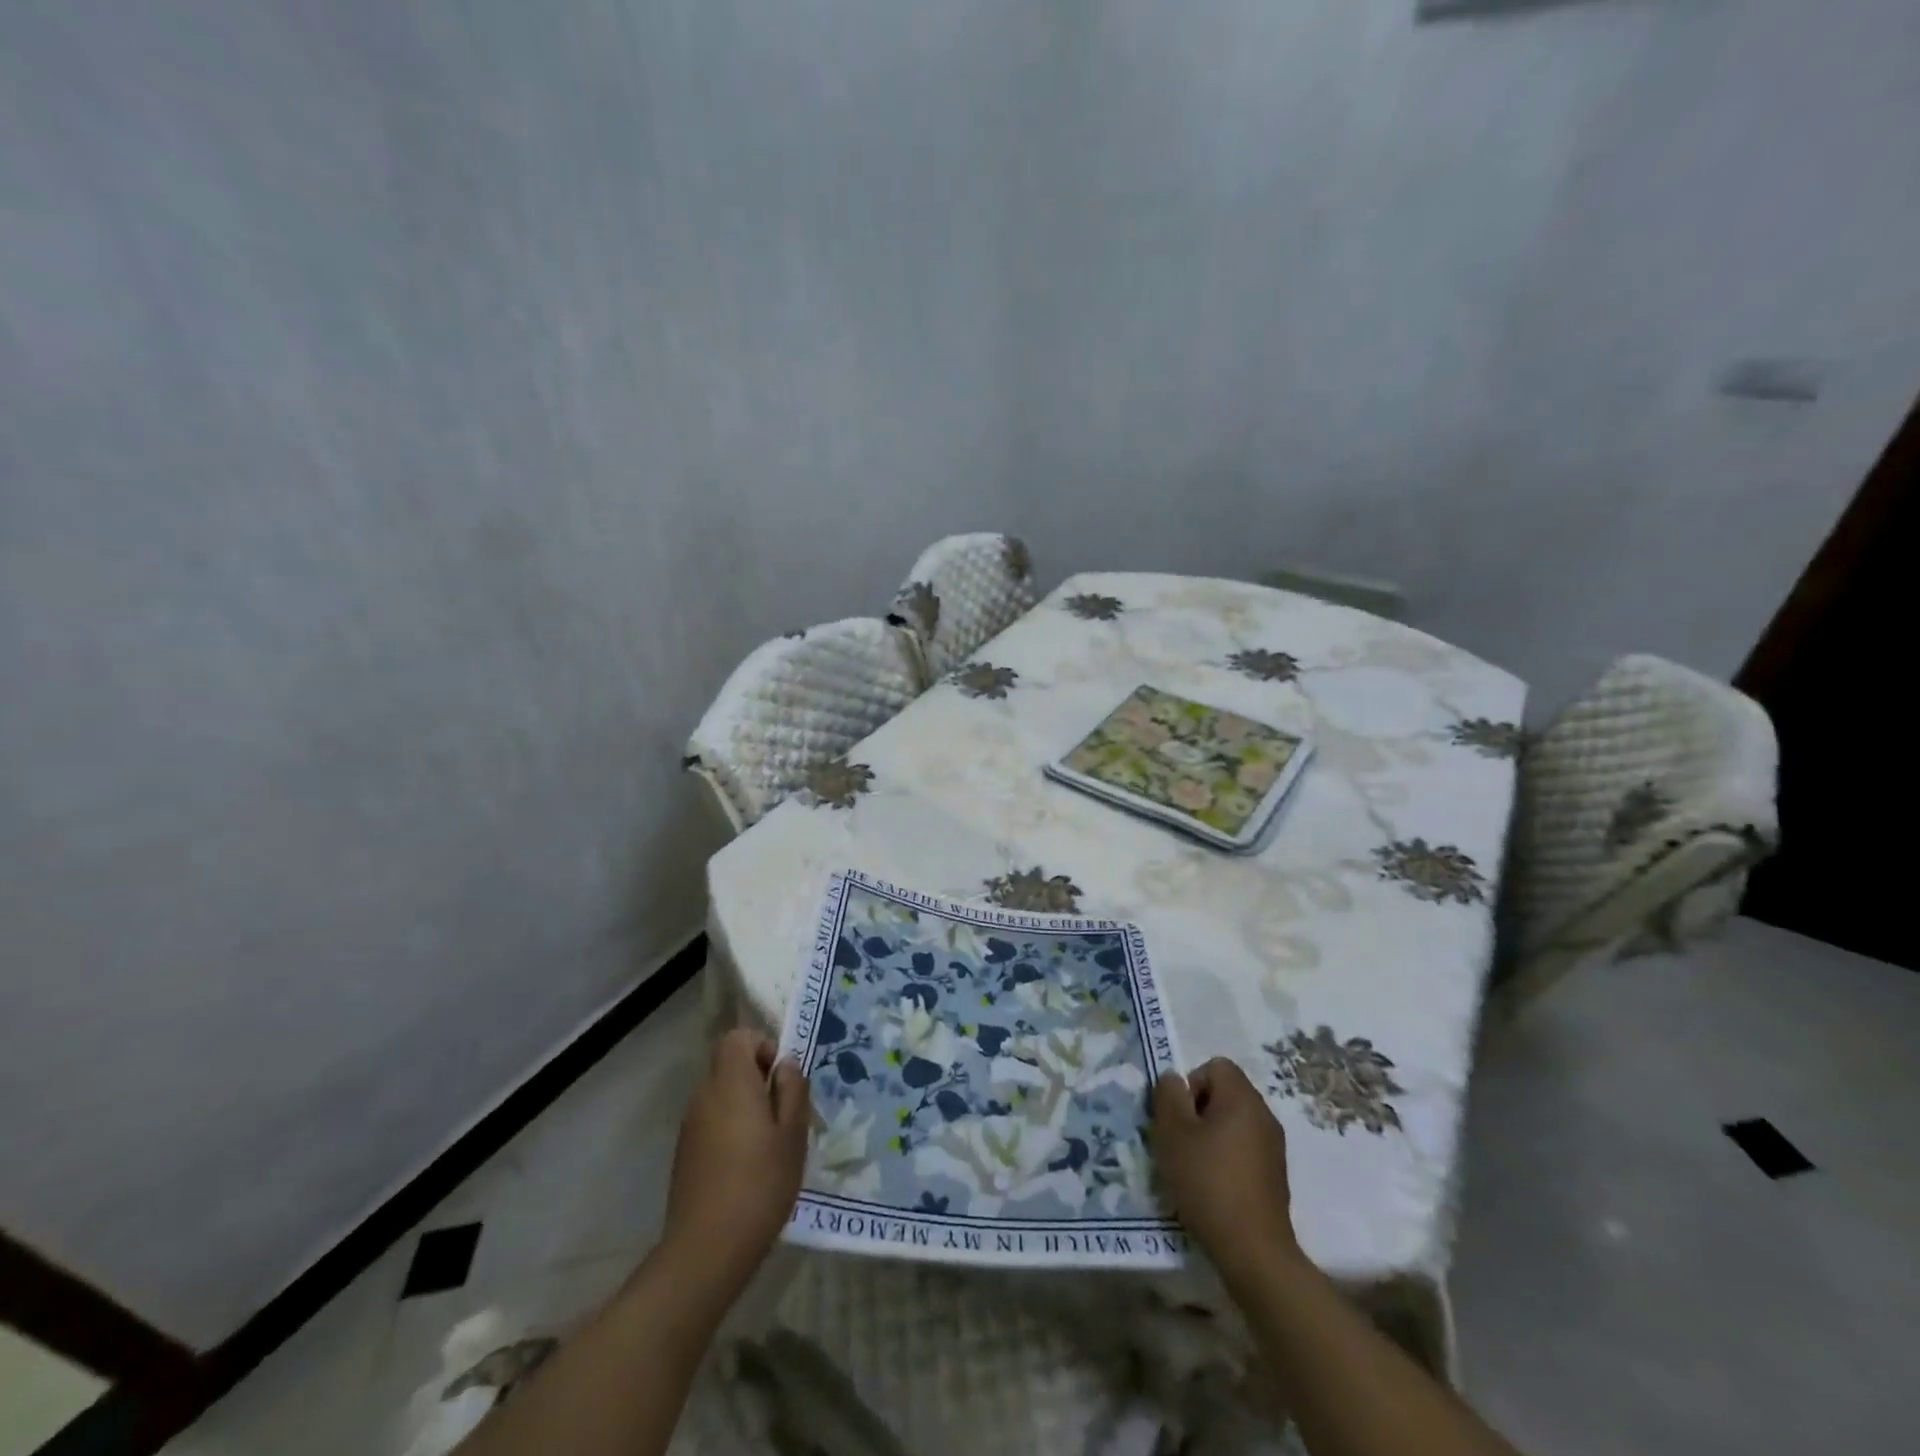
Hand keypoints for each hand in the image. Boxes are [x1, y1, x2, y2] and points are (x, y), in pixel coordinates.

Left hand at [661, 1029, 809, 1297]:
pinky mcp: (684, 1152)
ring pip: (720, 1095)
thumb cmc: (760, 1184)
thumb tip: (785, 1064)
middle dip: (756, 1078)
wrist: (706, 1250)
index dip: (762, 1045)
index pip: (737, 1038)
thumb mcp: (793, 1134)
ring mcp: (690, 1125)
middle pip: (728, 1065)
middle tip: (783, 1112)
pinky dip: (729, 1128)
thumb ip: (792, 1089)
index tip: (780, 1077)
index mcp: (731, 1083)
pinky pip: (711, 1120)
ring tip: (768, 1143)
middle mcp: (704, 1095)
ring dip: (744, 1104)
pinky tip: (746, 1166)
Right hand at [1151, 1057, 1302, 1281]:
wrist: (1253, 1251)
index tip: (1180, 1118)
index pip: (1215, 1066)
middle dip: (1198, 1110)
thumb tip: (1173, 1078)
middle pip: (1225, 1093)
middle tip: (1181, 1141)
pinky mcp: (1275, 1175)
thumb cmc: (1208, 1182)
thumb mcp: (1173, 1134)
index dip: (1191, 1084)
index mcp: (1243, 1099)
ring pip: (1234, 1122)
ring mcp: (1274, 1146)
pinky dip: (1226, 1157)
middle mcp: (1264, 1115)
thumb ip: (1168, 1096)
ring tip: (1194, 1166)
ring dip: (1210, 1135)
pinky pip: (1244, 1148)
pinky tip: (1213, 1186)